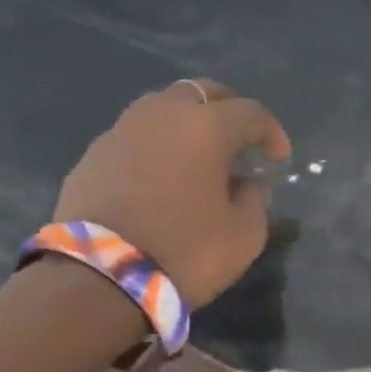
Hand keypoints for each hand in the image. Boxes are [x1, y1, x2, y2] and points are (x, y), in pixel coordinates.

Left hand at [55, 79, 291, 305]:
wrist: (99, 278)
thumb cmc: (186, 251)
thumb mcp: (245, 234)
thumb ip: (254, 199)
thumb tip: (246, 183)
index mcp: (206, 128)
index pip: (251, 113)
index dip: (271, 132)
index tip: (279, 158)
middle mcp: (162, 115)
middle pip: (202, 93)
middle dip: (228, 110)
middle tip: (240, 139)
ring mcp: (120, 132)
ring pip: (162, 109)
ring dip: (187, 124)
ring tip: (198, 155)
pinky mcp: (92, 156)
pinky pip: (134, 137)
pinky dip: (156, 147)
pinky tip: (162, 177)